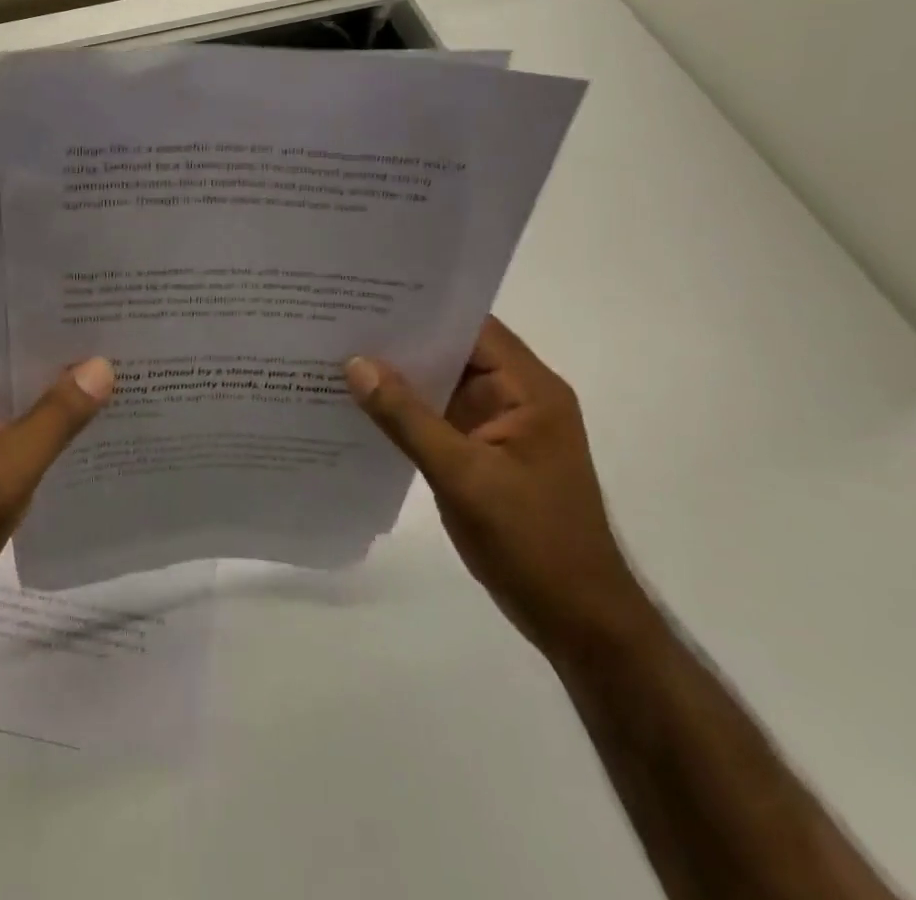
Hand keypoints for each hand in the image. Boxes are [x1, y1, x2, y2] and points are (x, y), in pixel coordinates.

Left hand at [0, 314, 113, 627]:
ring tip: (114, 362)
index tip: (87, 295)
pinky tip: (91, 414)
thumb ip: (57, 416)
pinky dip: (48, 413)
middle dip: (58, 342)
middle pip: (10, 350)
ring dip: (56, 379)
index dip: (38, 304)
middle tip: (115, 326)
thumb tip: (102, 366)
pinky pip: (18, 416)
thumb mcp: (9, 466)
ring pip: (18, 385)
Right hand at [346, 318, 656, 662]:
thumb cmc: (533, 542)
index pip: (472, 327)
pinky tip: (361, 403)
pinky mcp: (482, 453)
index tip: (367, 294)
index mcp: (529, 390)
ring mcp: (498, 426)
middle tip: (338, 318)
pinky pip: (437, 416)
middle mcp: (516, 397)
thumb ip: (407, 418)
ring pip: (442, 384)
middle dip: (401, 338)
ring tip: (337, 350)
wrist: (577, 621)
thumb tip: (355, 363)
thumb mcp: (464, 476)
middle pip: (453, 351)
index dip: (423, 308)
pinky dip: (405, 409)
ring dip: (399, 374)